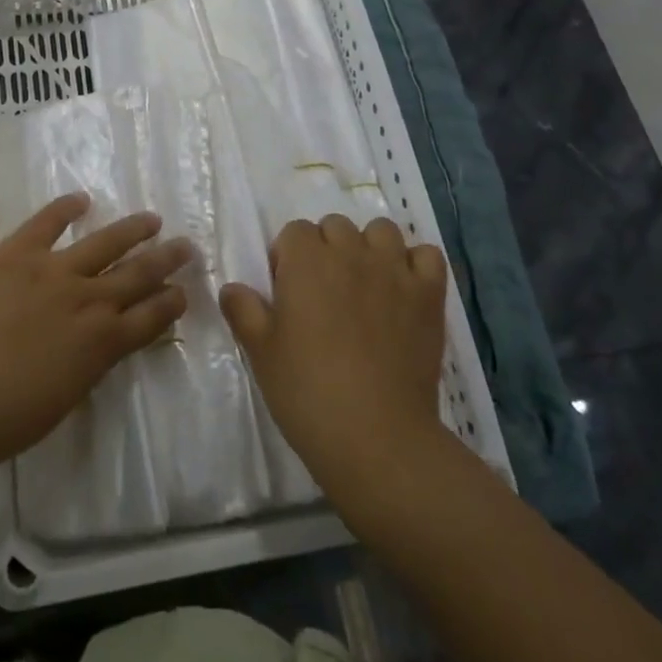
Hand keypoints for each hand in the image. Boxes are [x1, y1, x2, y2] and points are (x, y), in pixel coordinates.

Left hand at [0, 193, 190, 483]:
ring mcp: (52, 270)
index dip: (171, 303)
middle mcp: (88, 301)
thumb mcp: (59, 404)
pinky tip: (81, 199)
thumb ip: (84, 369)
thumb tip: (93, 349)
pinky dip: (66, 207)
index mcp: (101, 345)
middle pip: (139, 274)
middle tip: (187, 246)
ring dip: (133, 229)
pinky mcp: (16, 251)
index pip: (151, 318)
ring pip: (105, 242)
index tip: (184, 292)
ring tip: (152, 219)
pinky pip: (47, 222)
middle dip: (167, 260)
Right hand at [220, 216, 447, 510]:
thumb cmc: (307, 391)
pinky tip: (405, 290)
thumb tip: (232, 288)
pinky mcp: (429, 295)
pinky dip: (416, 265)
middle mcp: (350, 253)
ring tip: (365, 285)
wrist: (376, 436)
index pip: (294, 231)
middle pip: (335, 226)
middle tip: (323, 293)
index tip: (288, 293)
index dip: (288, 258)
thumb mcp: (260, 351)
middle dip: (326, 249)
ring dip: (370, 248)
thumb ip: (243, 310)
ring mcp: (394, 271)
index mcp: (306, 261)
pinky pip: (428, 255)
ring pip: (381, 231)